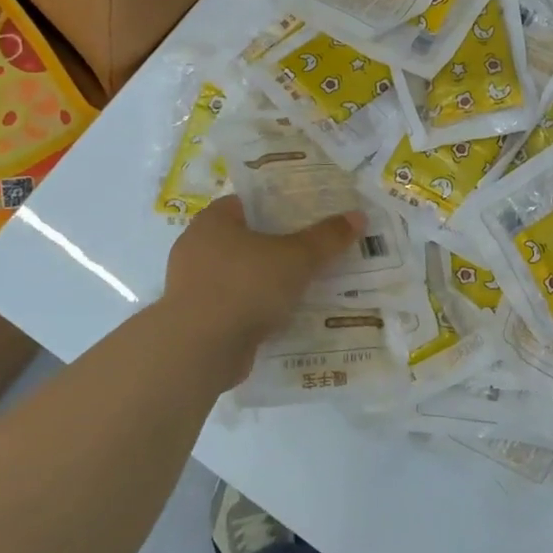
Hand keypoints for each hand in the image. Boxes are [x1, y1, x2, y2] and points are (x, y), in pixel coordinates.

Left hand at [160, 195, 363, 381]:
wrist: (199, 349)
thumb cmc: (246, 286)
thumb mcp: (297, 257)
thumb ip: (327, 237)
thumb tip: (358, 215)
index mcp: (213, 221)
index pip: (248, 203)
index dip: (279, 206)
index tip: (308, 216)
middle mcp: (197, 248)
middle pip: (247, 239)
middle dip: (279, 246)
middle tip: (315, 251)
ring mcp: (194, 285)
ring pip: (242, 275)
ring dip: (268, 281)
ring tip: (307, 286)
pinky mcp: (197, 319)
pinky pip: (235, 305)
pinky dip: (256, 309)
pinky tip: (285, 316)